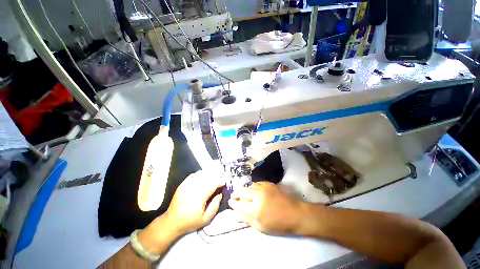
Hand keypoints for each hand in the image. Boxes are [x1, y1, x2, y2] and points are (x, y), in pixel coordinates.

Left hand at [138, 170, 223, 254]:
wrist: (171, 221)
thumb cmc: (190, 222)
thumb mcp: (205, 219)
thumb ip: (215, 206)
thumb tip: (220, 194)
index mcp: (199, 198)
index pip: (212, 185)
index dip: (219, 182)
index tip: (224, 183)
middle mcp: (193, 189)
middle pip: (207, 178)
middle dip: (215, 178)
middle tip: (219, 180)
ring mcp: (186, 186)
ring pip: (201, 175)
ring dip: (209, 175)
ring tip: (213, 178)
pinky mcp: (182, 184)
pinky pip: (194, 175)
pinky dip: (200, 174)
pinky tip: (203, 177)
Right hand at [228, 181, 310, 234]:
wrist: (295, 213)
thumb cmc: (278, 224)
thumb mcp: (261, 227)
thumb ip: (247, 220)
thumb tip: (235, 215)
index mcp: (256, 209)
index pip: (239, 204)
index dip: (233, 203)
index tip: (230, 202)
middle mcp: (258, 195)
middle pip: (242, 191)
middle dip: (236, 194)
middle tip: (234, 197)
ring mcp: (264, 187)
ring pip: (249, 186)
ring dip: (245, 190)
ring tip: (245, 195)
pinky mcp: (269, 183)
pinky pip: (257, 183)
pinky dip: (253, 187)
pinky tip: (255, 191)